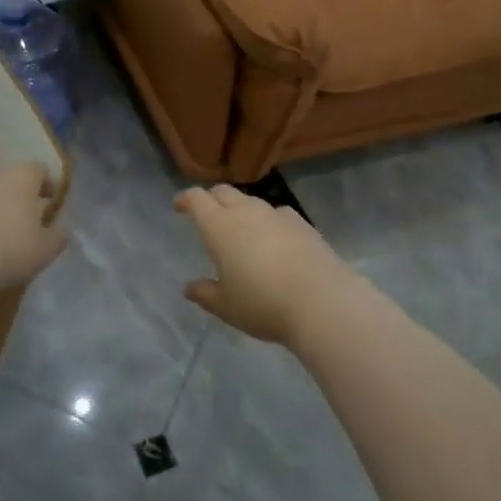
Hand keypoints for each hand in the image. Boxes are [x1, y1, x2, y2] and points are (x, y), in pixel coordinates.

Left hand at [0, 163, 67, 290]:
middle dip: (23, 200)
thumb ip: (58, 235)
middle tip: (30, 226)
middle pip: (14, 182)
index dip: (49, 188)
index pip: (40, 170)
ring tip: (5, 239)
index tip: (52, 209)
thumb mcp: (47, 248)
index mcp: (22, 175)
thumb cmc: (12, 248)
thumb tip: (58, 229)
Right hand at [172, 184, 360, 344]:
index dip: (186, 199)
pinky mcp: (302, 223)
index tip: (180, 205)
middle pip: (224, 193)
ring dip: (240, 208)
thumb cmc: (263, 304)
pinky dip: (267, 220)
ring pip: (252, 201)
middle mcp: (247, 212)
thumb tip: (189, 288)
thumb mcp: (226, 306)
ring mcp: (277, 214)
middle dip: (212, 198)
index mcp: (220, 227)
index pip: (198, 199)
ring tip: (240, 228)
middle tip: (206, 212)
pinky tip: (273, 237)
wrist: (321, 300)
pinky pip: (277, 213)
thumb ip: (205, 294)